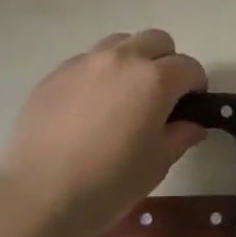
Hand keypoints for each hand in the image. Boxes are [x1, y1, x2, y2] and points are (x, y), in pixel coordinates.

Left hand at [0, 30, 209, 236]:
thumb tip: (192, 125)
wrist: (39, 195)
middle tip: (161, 97)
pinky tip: (89, 109)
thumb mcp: (157, 164)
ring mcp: (83, 63)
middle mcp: (121, 59)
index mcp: (154, 79)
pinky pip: (87, 61)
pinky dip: (99, 74)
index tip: (192, 106)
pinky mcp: (54, 74)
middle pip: (156, 40)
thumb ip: (180, 136)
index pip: (188, 67)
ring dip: (132, 60)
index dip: (196, 86)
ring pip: (119, 43)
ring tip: (124, 96)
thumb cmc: (109, 183)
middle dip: (167, 62)